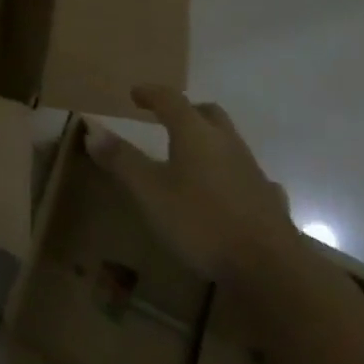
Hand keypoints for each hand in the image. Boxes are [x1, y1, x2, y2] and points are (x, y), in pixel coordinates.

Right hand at [83, 84, 297, 280]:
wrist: (271, 270)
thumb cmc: (201, 221)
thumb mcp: (149, 191)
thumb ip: (121, 159)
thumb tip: (92, 129)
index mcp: (194, 133)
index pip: (170, 99)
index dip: (150, 93)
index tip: (135, 94)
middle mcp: (226, 143)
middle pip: (207, 113)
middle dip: (186, 111)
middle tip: (167, 119)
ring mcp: (253, 171)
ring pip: (230, 142)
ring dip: (210, 141)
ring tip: (193, 157)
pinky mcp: (270, 201)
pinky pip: (250, 176)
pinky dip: (234, 175)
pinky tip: (230, 191)